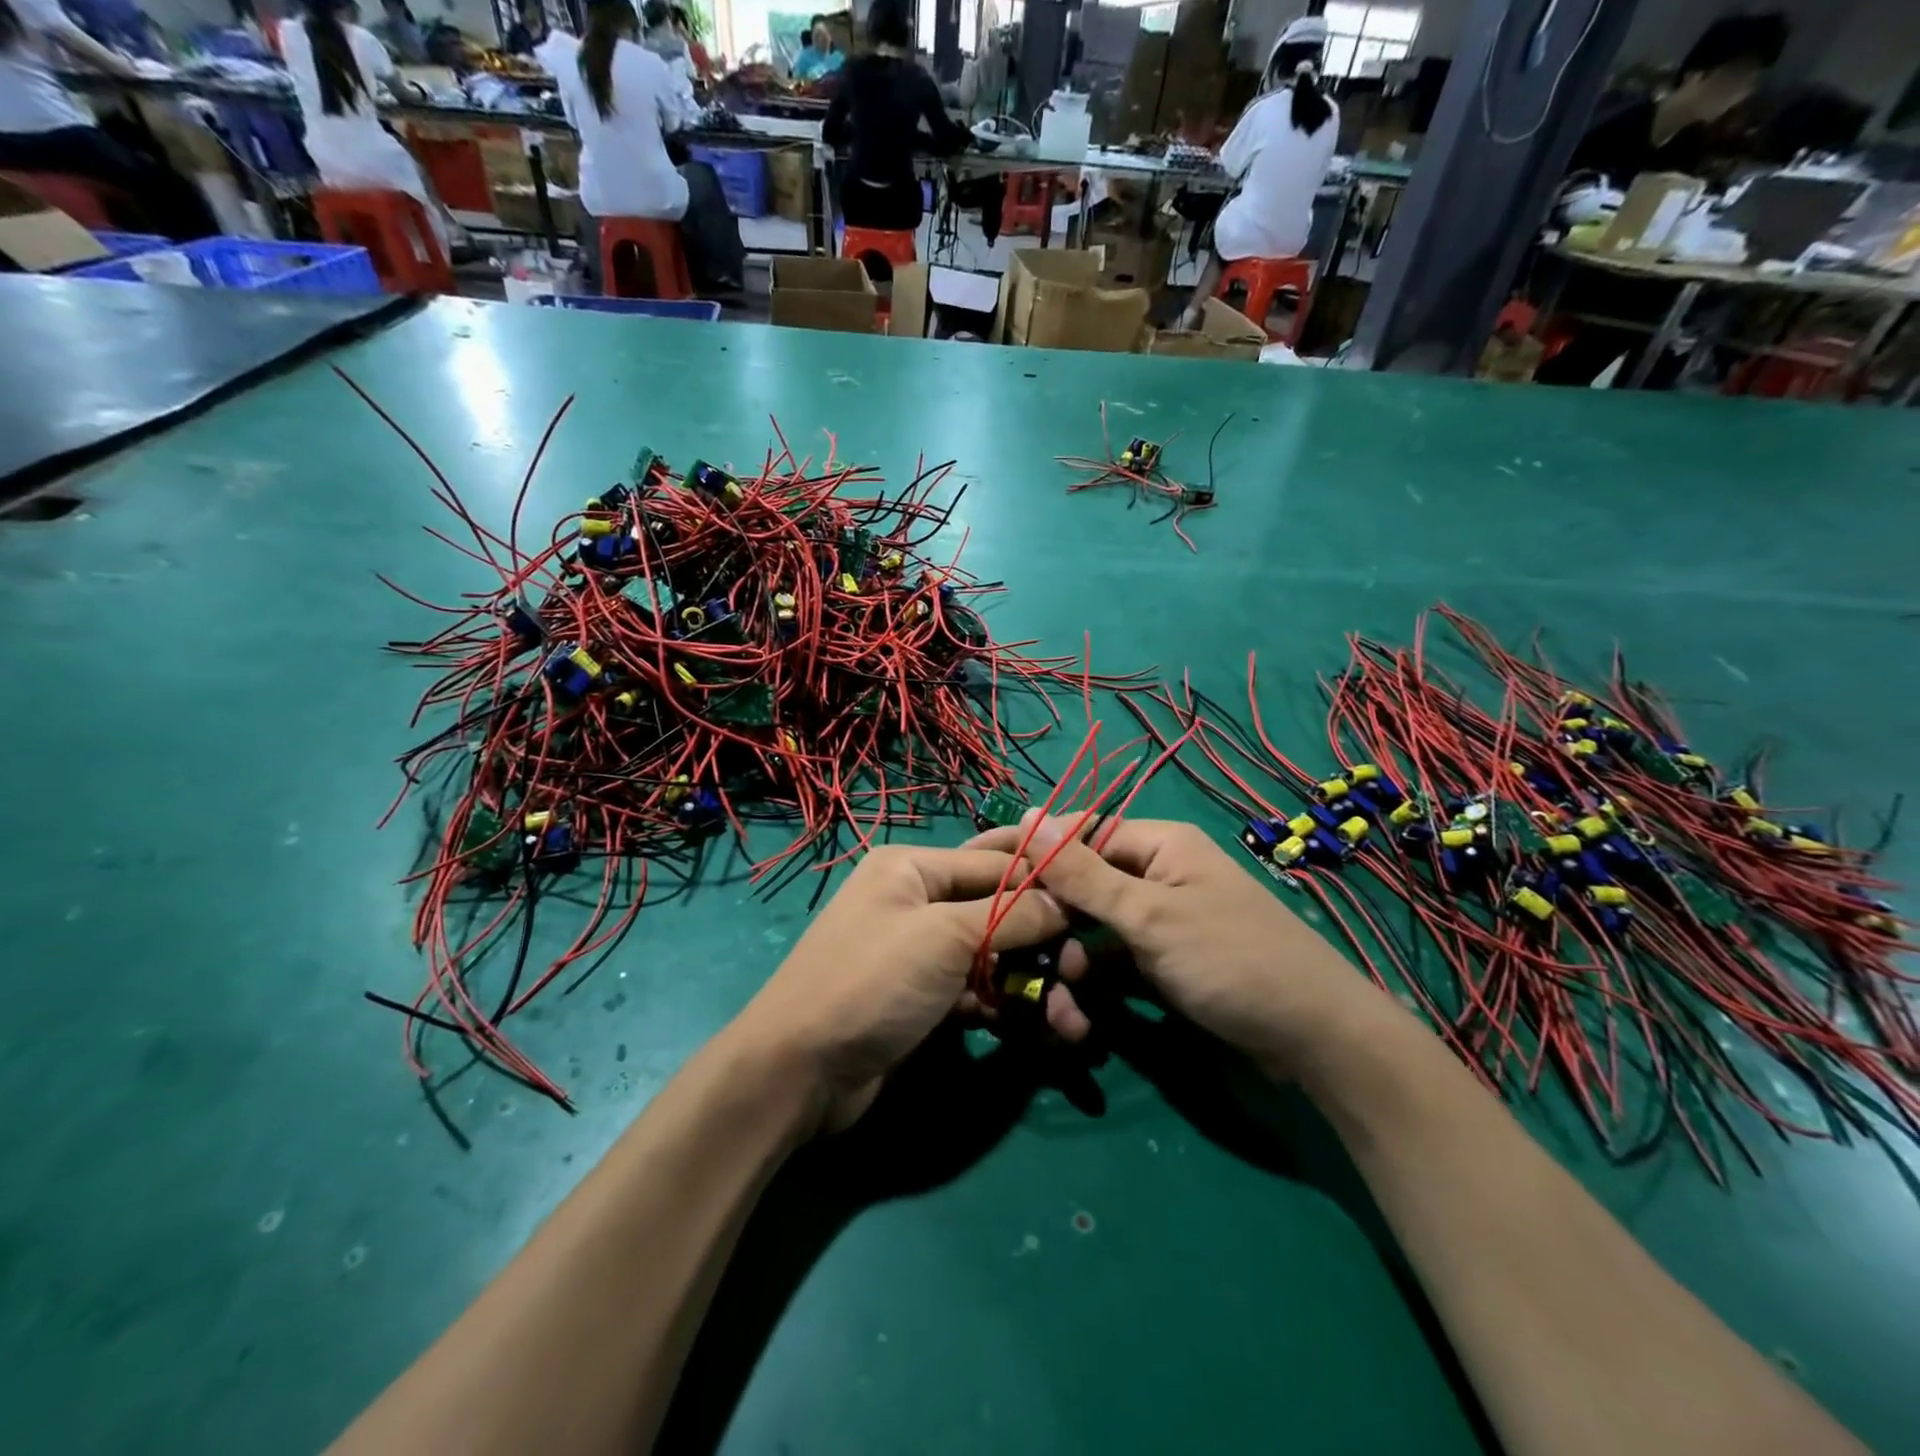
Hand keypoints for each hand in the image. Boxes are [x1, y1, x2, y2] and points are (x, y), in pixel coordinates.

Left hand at [730, 845, 1079, 1132]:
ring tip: (1071, 1023)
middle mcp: (918, 903)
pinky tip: (1042, 1034)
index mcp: (913, 869)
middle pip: (999, 911)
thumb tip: (1067, 902)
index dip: (1047, 881)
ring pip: (994, 957)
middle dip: (1044, 942)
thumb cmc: (872, 981)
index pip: (996, 863)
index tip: (1096, 902)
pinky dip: (1009, 1008)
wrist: (798, 1072)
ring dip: (1034, 985)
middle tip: (1082, 974)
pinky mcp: (925, 1001)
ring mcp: (921, 955)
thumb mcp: (944, 937)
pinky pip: (978, 993)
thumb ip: (1011, 915)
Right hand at [975, 814, 1386, 1077]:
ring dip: (1071, 966)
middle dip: (1051, 926)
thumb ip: (1082, 872)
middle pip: (1082, 888)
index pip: (1078, 835)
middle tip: (1015, 960)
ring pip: (1093, 932)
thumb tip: (1027, 814)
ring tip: (1064, 1010)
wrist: (1316, 1040)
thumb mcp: (1149, 915)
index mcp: (1158, 844)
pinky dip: (1096, 986)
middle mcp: (1156, 875)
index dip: (1032, 856)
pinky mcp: (1164, 963)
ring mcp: (1160, 922)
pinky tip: (1081, 1018)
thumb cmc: (1231, 959)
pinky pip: (1114, 963)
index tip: (983, 880)